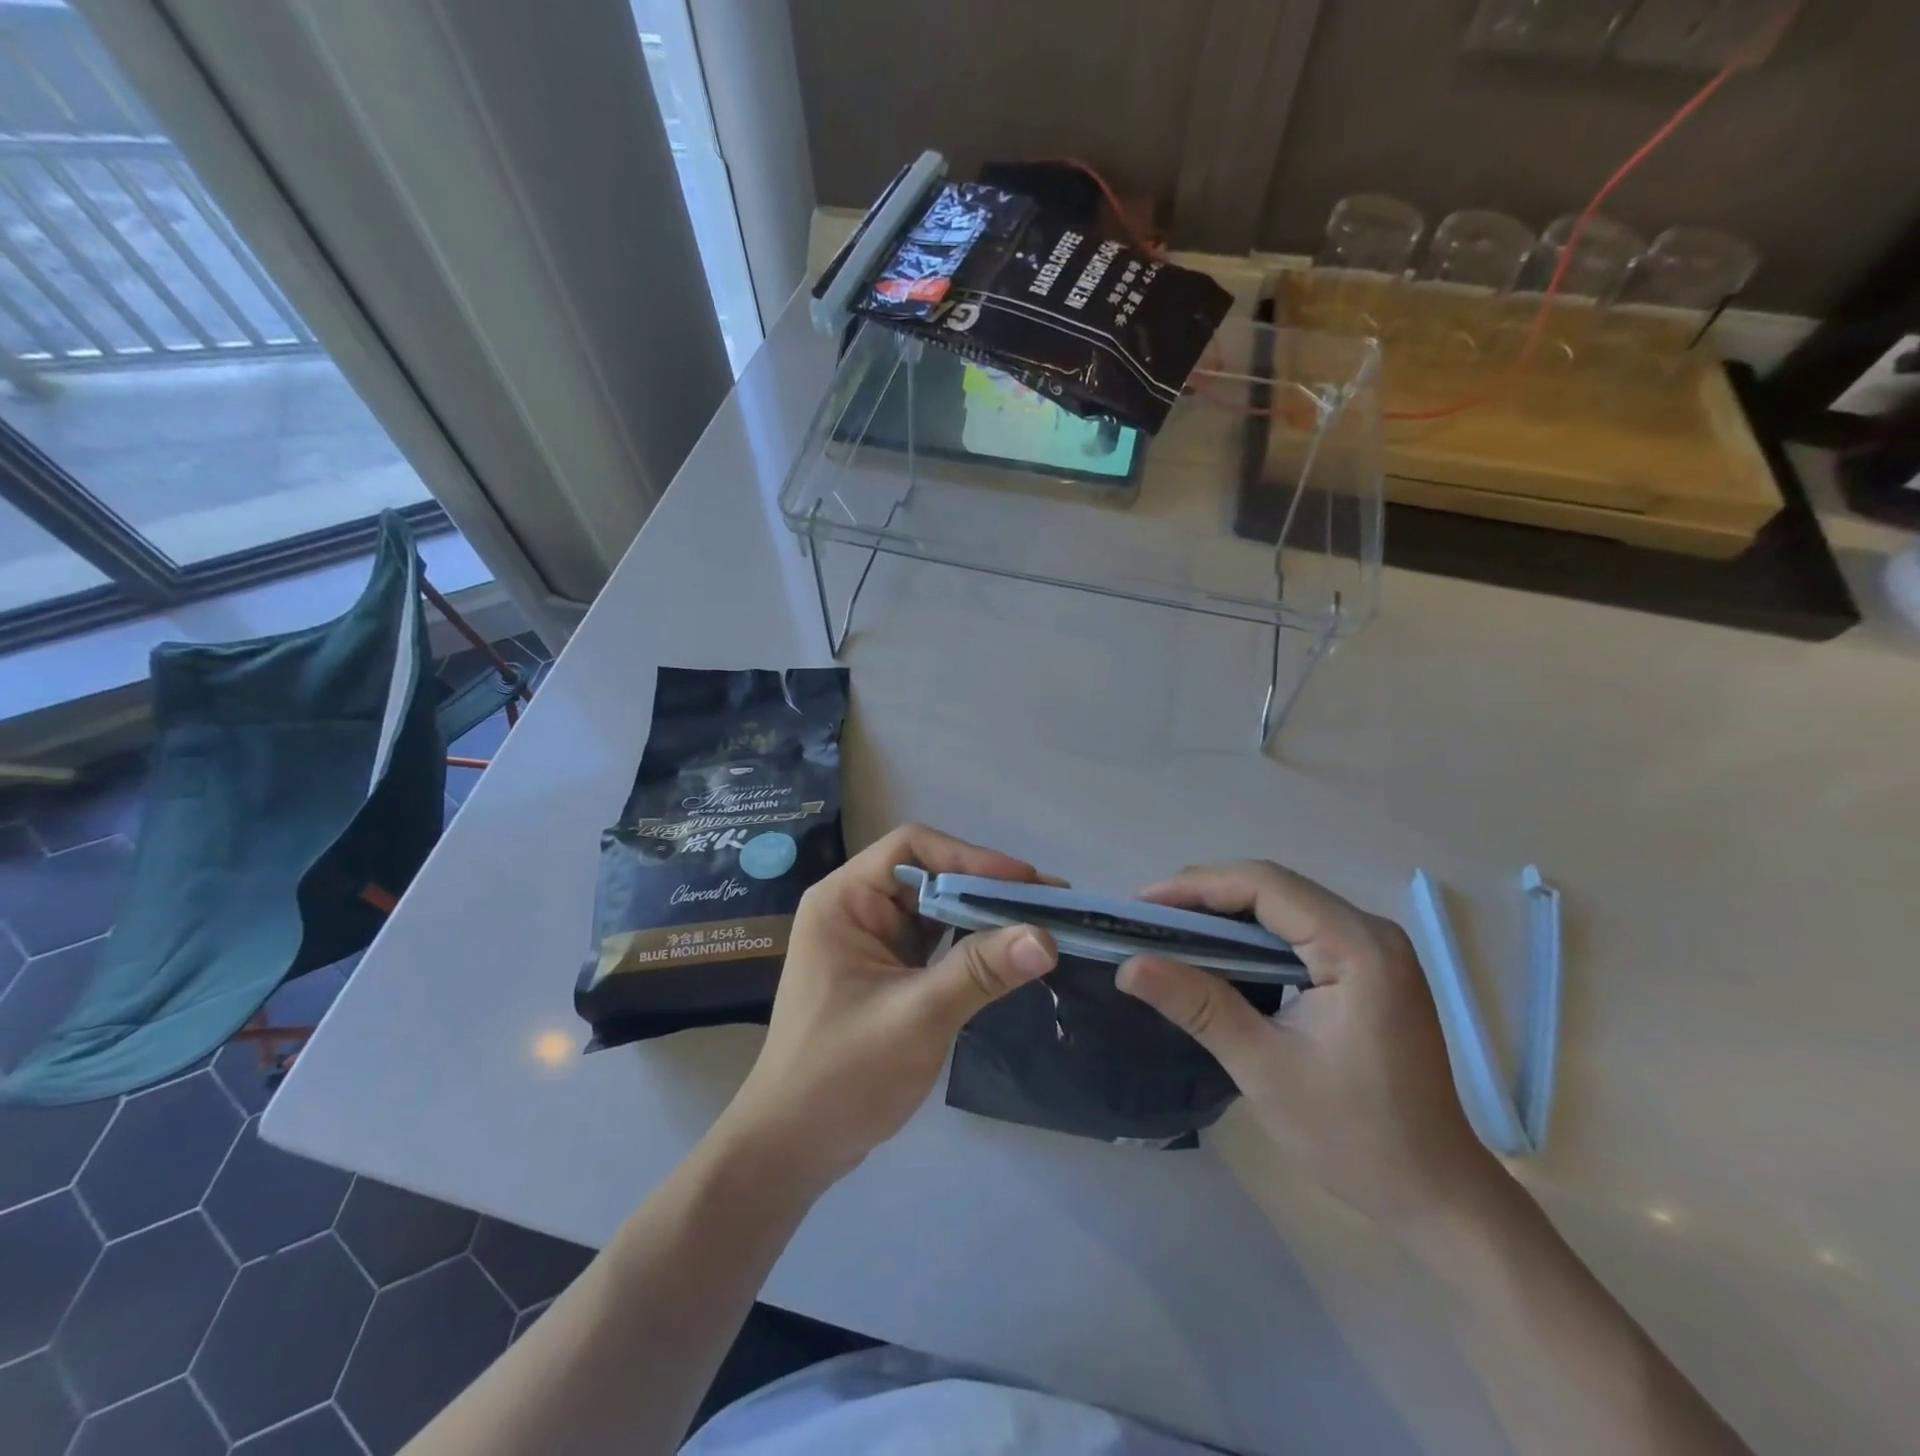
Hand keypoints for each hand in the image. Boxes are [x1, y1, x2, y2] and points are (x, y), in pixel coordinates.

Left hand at [714, 824, 1057, 1193]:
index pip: (912, 848)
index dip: (970, 857)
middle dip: (988, 889)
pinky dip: (973, 945)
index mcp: (844, 900)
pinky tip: (1010, 955)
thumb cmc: (842, 1076)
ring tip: (1042, 924)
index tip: (1025, 882)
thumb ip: (979, 971)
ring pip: (938, 910)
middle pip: (930, 876)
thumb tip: (1047, 938)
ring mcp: (873, 942)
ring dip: (986, 917)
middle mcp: (857, 909)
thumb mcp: (916, 1017)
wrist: (793, 1148)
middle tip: (1051, 904)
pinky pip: (937, 943)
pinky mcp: (889, 972)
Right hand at [1117, 861, 1503, 1228]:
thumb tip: (1129, 966)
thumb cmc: (1354, 1135)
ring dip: (1226, 912)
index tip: (1141, 905)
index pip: (1265, 886)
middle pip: (1274, 888)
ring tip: (1172, 930)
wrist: (1434, 1193)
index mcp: (1358, 948)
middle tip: (1149, 919)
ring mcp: (1374, 949)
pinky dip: (1251, 934)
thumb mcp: (1264, 1068)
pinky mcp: (1368, 968)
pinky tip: (1219, 953)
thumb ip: (1198, 1006)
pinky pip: (1298, 929)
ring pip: (1284, 905)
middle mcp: (1371, 932)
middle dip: (1206, 896)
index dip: (1197, 887)